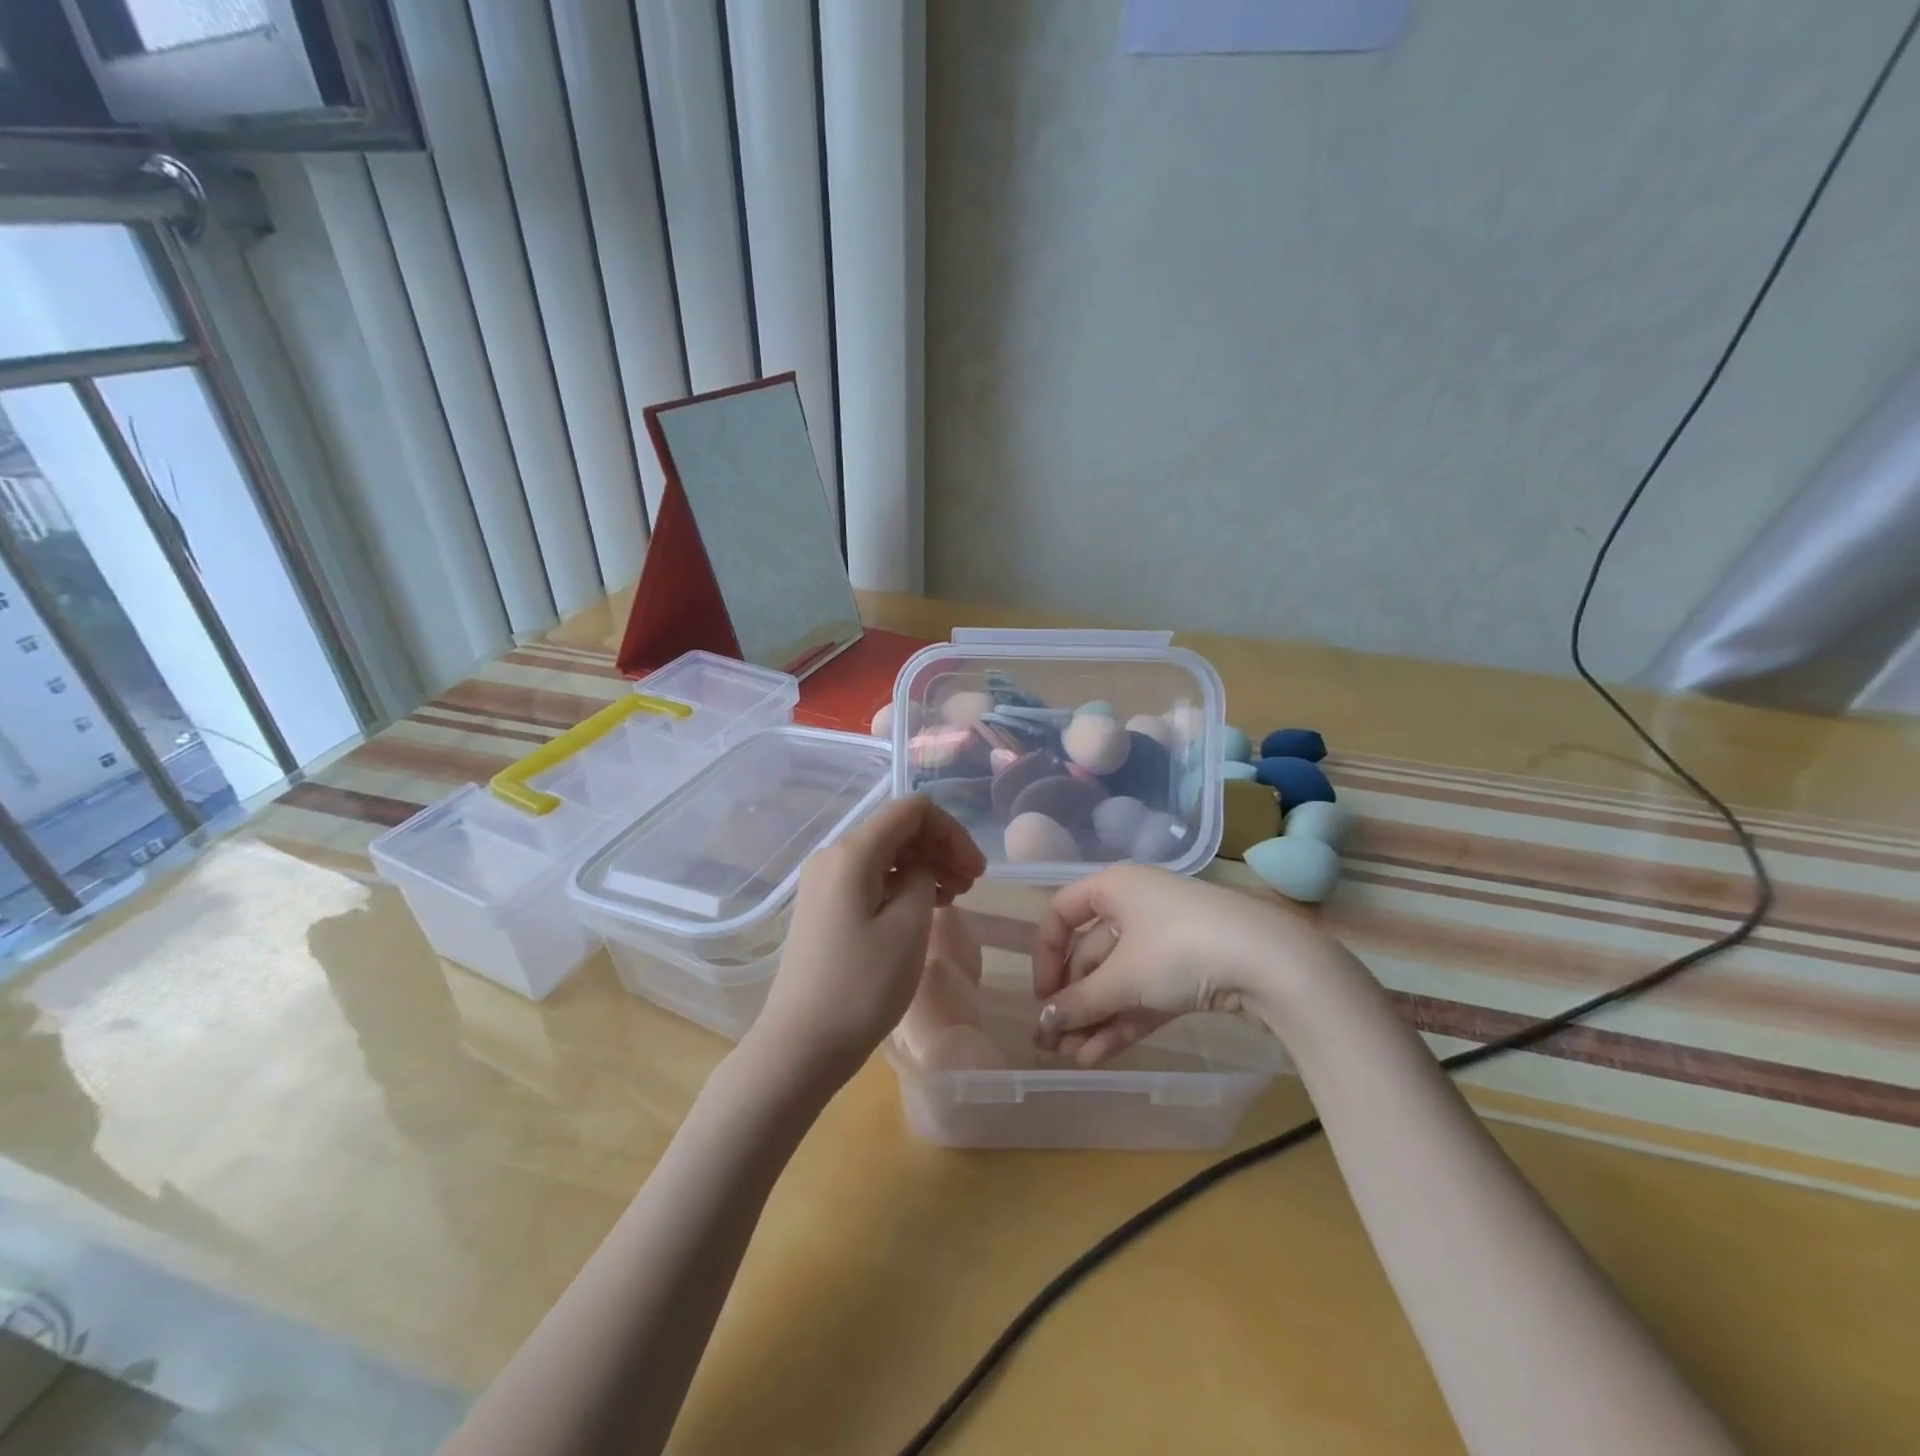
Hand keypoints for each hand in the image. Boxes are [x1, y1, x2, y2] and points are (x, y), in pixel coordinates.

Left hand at [753, 796, 986, 1086]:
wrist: (801, 1045)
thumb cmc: (861, 986)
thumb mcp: (909, 926)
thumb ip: (924, 877)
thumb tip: (921, 866)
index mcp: (852, 852)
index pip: (911, 811)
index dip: (951, 831)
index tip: (976, 870)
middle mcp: (832, 857)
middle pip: (897, 830)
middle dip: (940, 848)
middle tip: (972, 885)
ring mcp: (824, 883)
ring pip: (885, 855)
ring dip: (924, 866)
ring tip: (954, 897)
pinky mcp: (824, 908)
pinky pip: (870, 879)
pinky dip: (902, 885)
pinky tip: (925, 909)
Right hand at [1032, 864, 1347, 1064]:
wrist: (1272, 964)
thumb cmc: (1179, 949)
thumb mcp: (1123, 978)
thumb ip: (1078, 1002)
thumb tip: (1041, 1025)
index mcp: (1114, 887)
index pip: (1062, 913)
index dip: (1046, 954)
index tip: (1043, 996)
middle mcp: (1136, 906)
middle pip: (1091, 952)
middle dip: (1071, 1000)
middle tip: (1051, 1042)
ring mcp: (1166, 940)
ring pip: (1118, 980)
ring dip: (1094, 1018)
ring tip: (1072, 1059)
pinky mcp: (1190, 971)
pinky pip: (1144, 994)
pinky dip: (1122, 1021)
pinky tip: (1099, 1056)